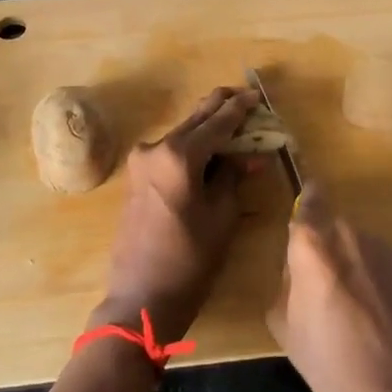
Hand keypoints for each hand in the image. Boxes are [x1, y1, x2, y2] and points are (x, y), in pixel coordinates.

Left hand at [90, 86, 256, 341]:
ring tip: (231, 119)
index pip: (217, 123)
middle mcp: (155, 148)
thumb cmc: (189, 260)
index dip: (239, 109)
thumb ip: (232, 176)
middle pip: (194, 119)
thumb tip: (248, 155)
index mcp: (178, 155)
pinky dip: (190, 144)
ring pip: (181, 133)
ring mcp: (141, 162)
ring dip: (205, 126)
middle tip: (243, 94)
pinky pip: (168, 150)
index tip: (256, 95)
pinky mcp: (136, 176)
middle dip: (219, 106)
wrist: (142, 296)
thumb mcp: (221, 216)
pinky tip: (208, 145)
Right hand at [266, 185, 391, 391]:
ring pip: (356, 245)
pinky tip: (377, 318)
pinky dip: (373, 279)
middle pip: (330, 226)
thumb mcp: (284, 325)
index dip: (305, 206)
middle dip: (323, 247)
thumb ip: (286, 283)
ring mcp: (383, 249)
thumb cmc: (331, 365)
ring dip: (350, 263)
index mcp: (313, 244)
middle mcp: (349, 234)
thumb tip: (299, 271)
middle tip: (320, 288)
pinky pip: (378, 263)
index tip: (302, 226)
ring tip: (352, 310)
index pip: (308, 199)